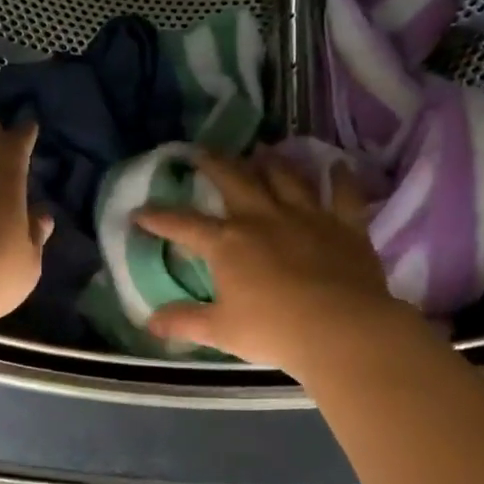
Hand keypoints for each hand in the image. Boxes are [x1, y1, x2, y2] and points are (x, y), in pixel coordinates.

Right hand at [135, 152, 399, 374]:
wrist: (341, 330)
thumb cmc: (273, 331)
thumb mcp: (221, 331)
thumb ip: (185, 322)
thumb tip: (150, 323)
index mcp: (228, 244)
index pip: (184, 225)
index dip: (158, 218)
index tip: (139, 212)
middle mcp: (263, 218)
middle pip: (234, 180)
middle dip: (214, 164)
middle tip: (201, 152)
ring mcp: (306, 216)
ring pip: (285, 177)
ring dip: (271, 163)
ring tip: (262, 152)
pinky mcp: (344, 225)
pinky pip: (343, 193)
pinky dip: (340, 178)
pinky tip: (336, 166)